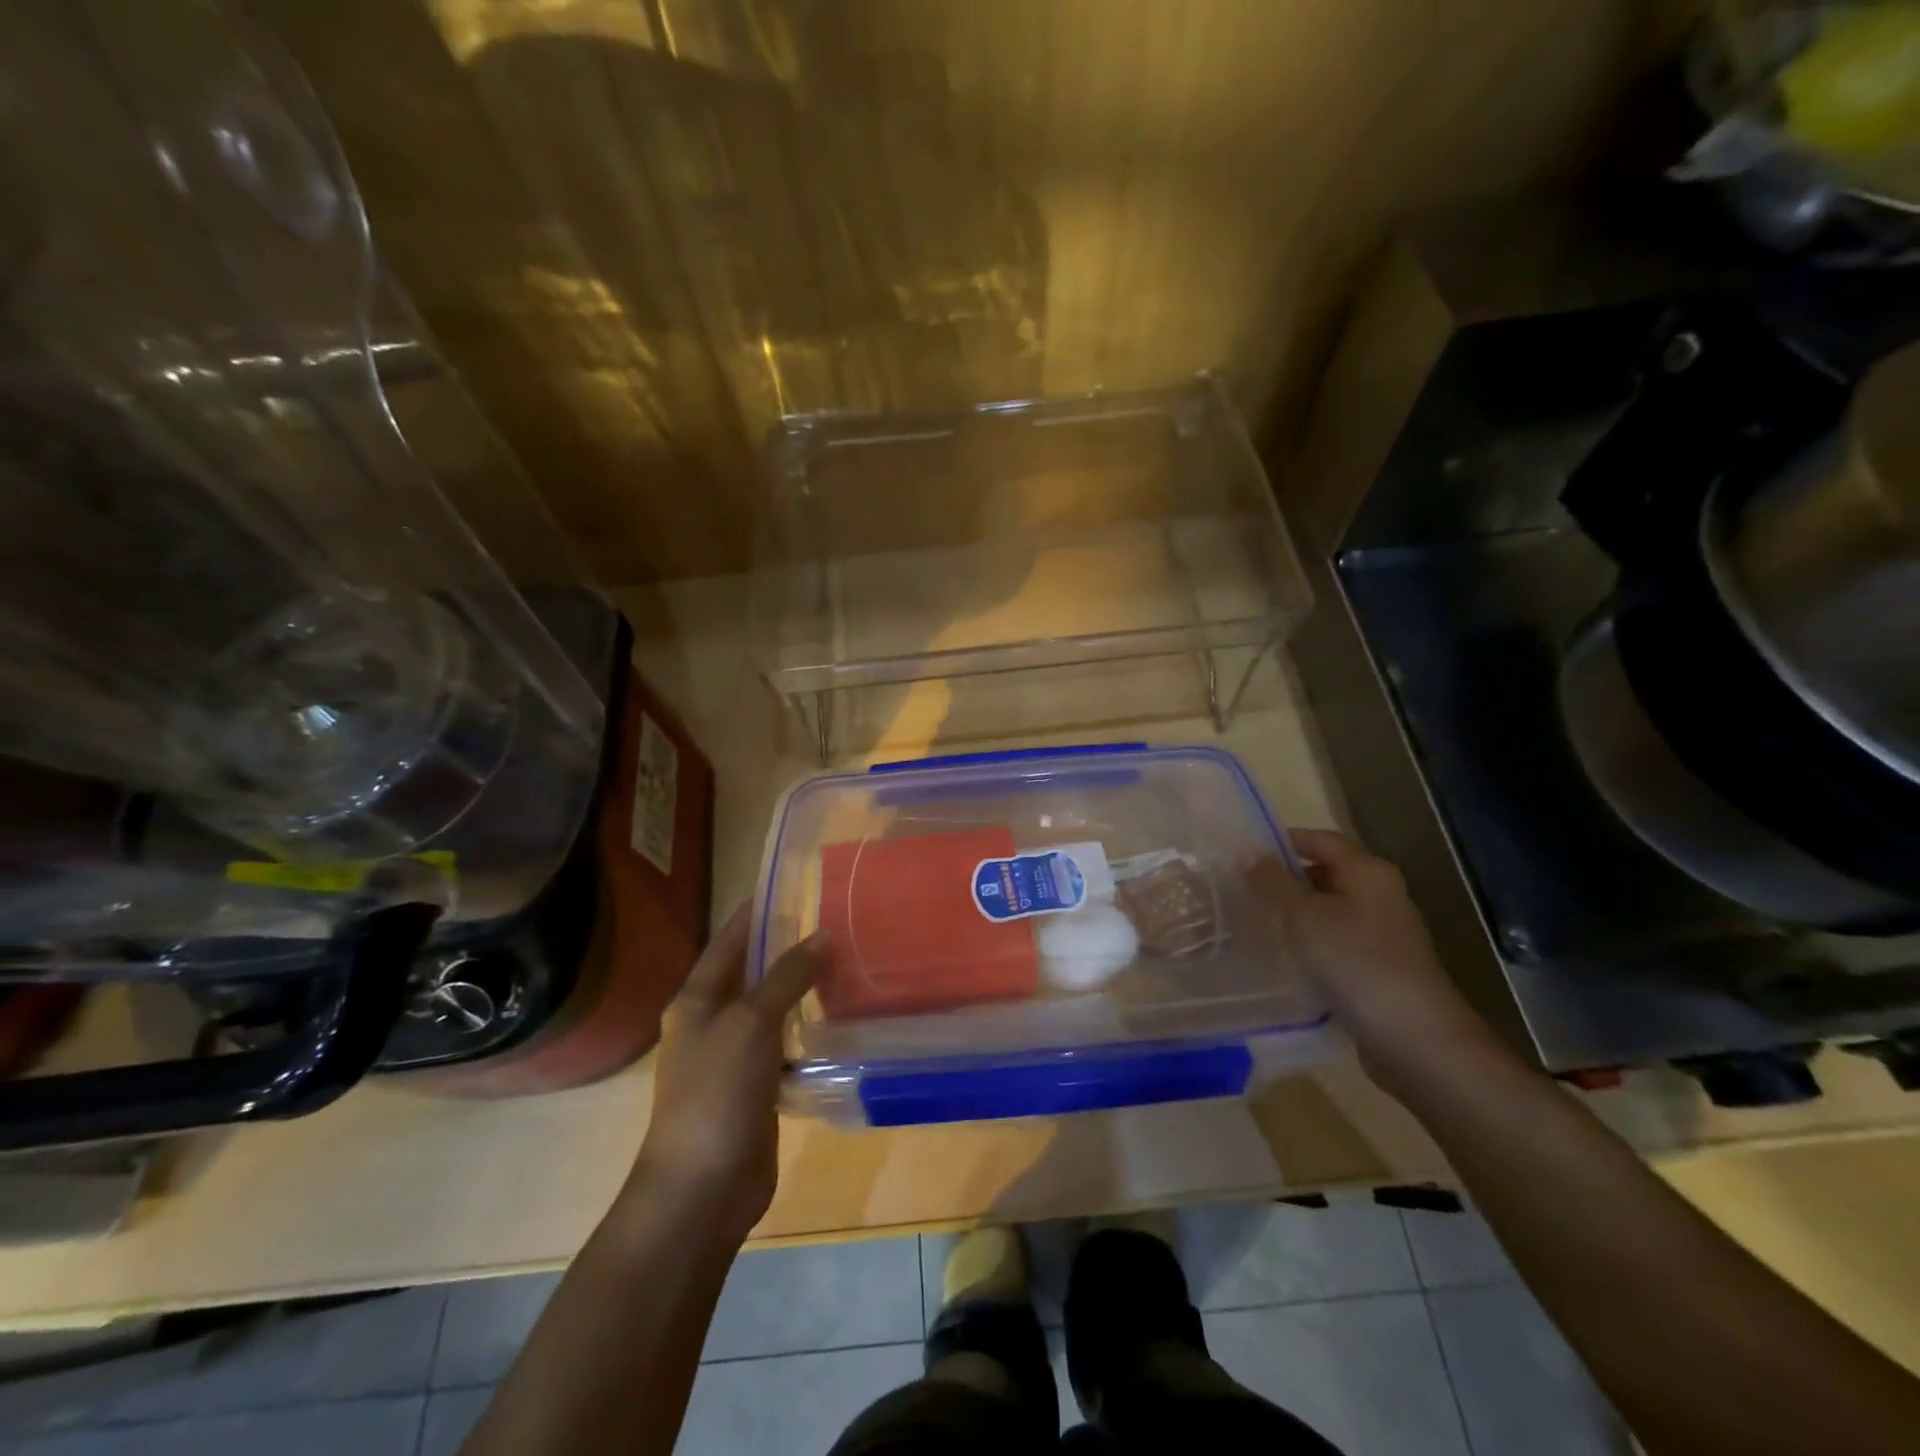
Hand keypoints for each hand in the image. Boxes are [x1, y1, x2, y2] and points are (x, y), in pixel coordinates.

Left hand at [626, 907, 824, 1243]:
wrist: (700, 1190)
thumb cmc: (716, 1094)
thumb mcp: (751, 1024)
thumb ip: (786, 977)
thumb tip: (823, 936)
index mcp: (696, 999)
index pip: (729, 940)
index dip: (757, 912)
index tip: (793, 885)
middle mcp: (711, 1021)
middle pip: (751, 972)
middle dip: (787, 948)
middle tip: (833, 923)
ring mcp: (732, 1057)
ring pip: (771, 1009)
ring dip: (800, 989)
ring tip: (844, 963)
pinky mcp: (755, 1088)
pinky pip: (783, 1045)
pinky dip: (806, 1029)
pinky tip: (838, 1020)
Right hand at [1244, 829, 1508, 1094]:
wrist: (1415, 1039)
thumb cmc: (1356, 963)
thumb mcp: (1303, 917)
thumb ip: (1272, 882)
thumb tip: (1247, 851)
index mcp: (1369, 872)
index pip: (1322, 840)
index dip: (1284, 841)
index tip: (1244, 852)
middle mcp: (1381, 895)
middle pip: (1327, 873)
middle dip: (1286, 878)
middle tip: (1242, 887)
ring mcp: (1384, 933)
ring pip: (1330, 909)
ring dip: (1295, 912)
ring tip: (1254, 919)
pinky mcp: (1380, 966)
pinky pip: (1337, 940)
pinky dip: (1311, 941)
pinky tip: (1284, 955)